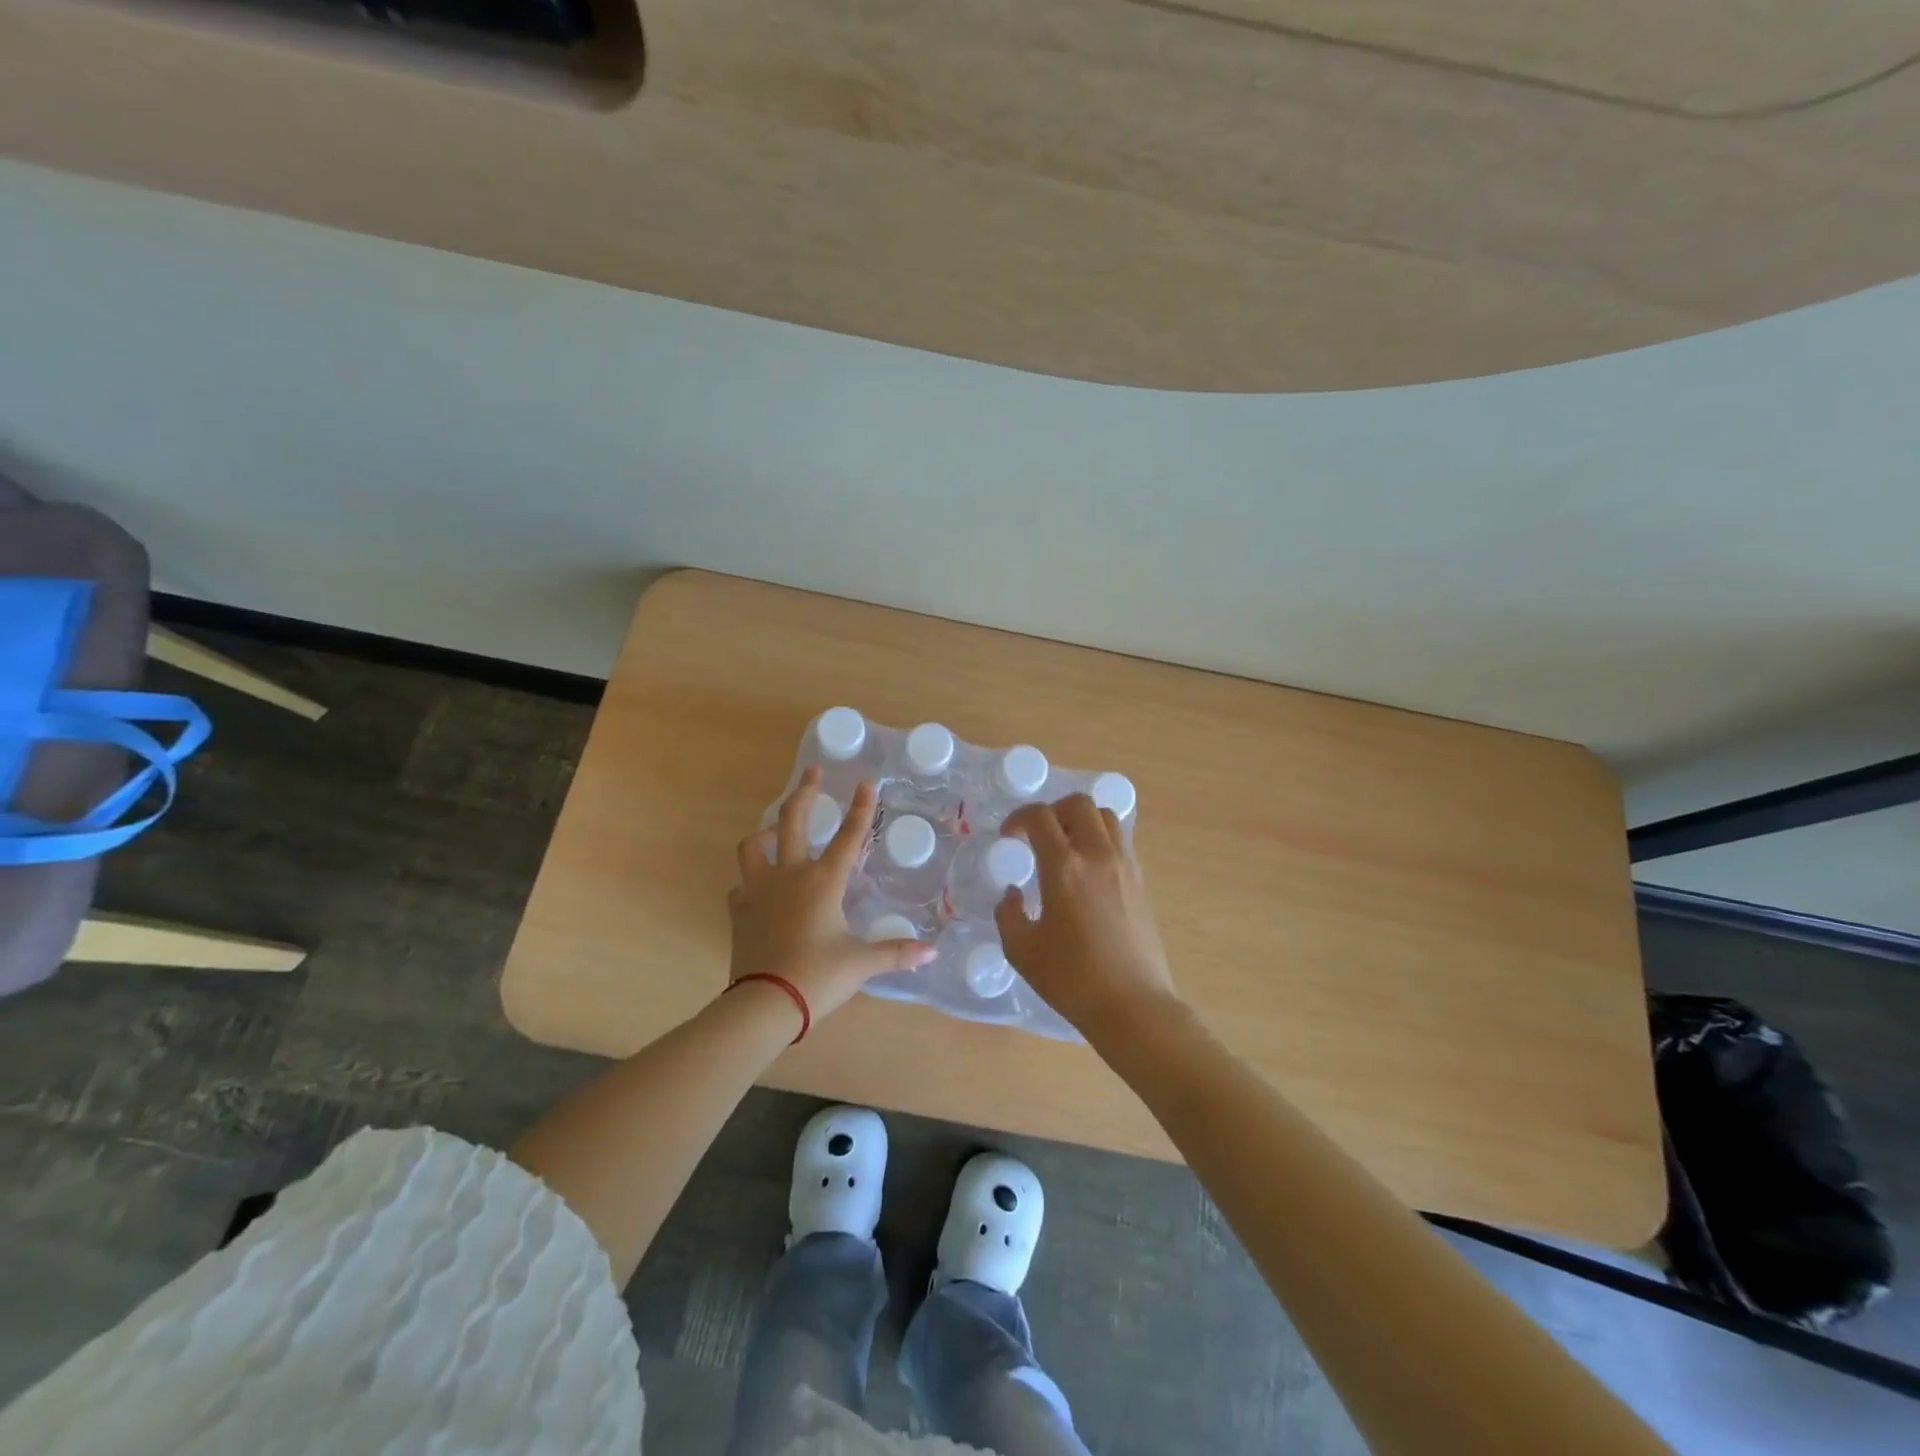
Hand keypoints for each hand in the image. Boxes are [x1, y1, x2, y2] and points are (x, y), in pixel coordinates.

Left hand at [730, 767, 934, 1022]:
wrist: (764, 1004)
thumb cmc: (817, 977)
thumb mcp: (861, 964)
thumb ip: (896, 953)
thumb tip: (931, 952)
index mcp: (822, 881)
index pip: (848, 836)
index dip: (860, 808)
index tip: (865, 782)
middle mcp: (789, 875)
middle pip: (792, 820)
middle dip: (804, 792)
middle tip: (812, 772)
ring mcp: (759, 890)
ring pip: (753, 846)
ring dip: (766, 832)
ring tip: (776, 831)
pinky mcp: (739, 910)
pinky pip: (742, 884)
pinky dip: (752, 879)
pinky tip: (761, 887)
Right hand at [996, 794, 1179, 1037]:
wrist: (1132, 1006)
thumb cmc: (1072, 980)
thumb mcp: (1022, 951)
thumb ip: (1008, 914)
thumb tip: (1013, 894)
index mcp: (1064, 867)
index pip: (1040, 816)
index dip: (1018, 818)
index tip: (1009, 837)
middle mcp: (1097, 855)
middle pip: (1078, 803)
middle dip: (1052, 810)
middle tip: (1038, 835)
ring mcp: (1124, 865)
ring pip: (1105, 816)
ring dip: (1080, 820)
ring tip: (1065, 845)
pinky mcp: (1140, 881)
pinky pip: (1120, 840)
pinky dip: (1100, 838)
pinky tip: (1087, 868)